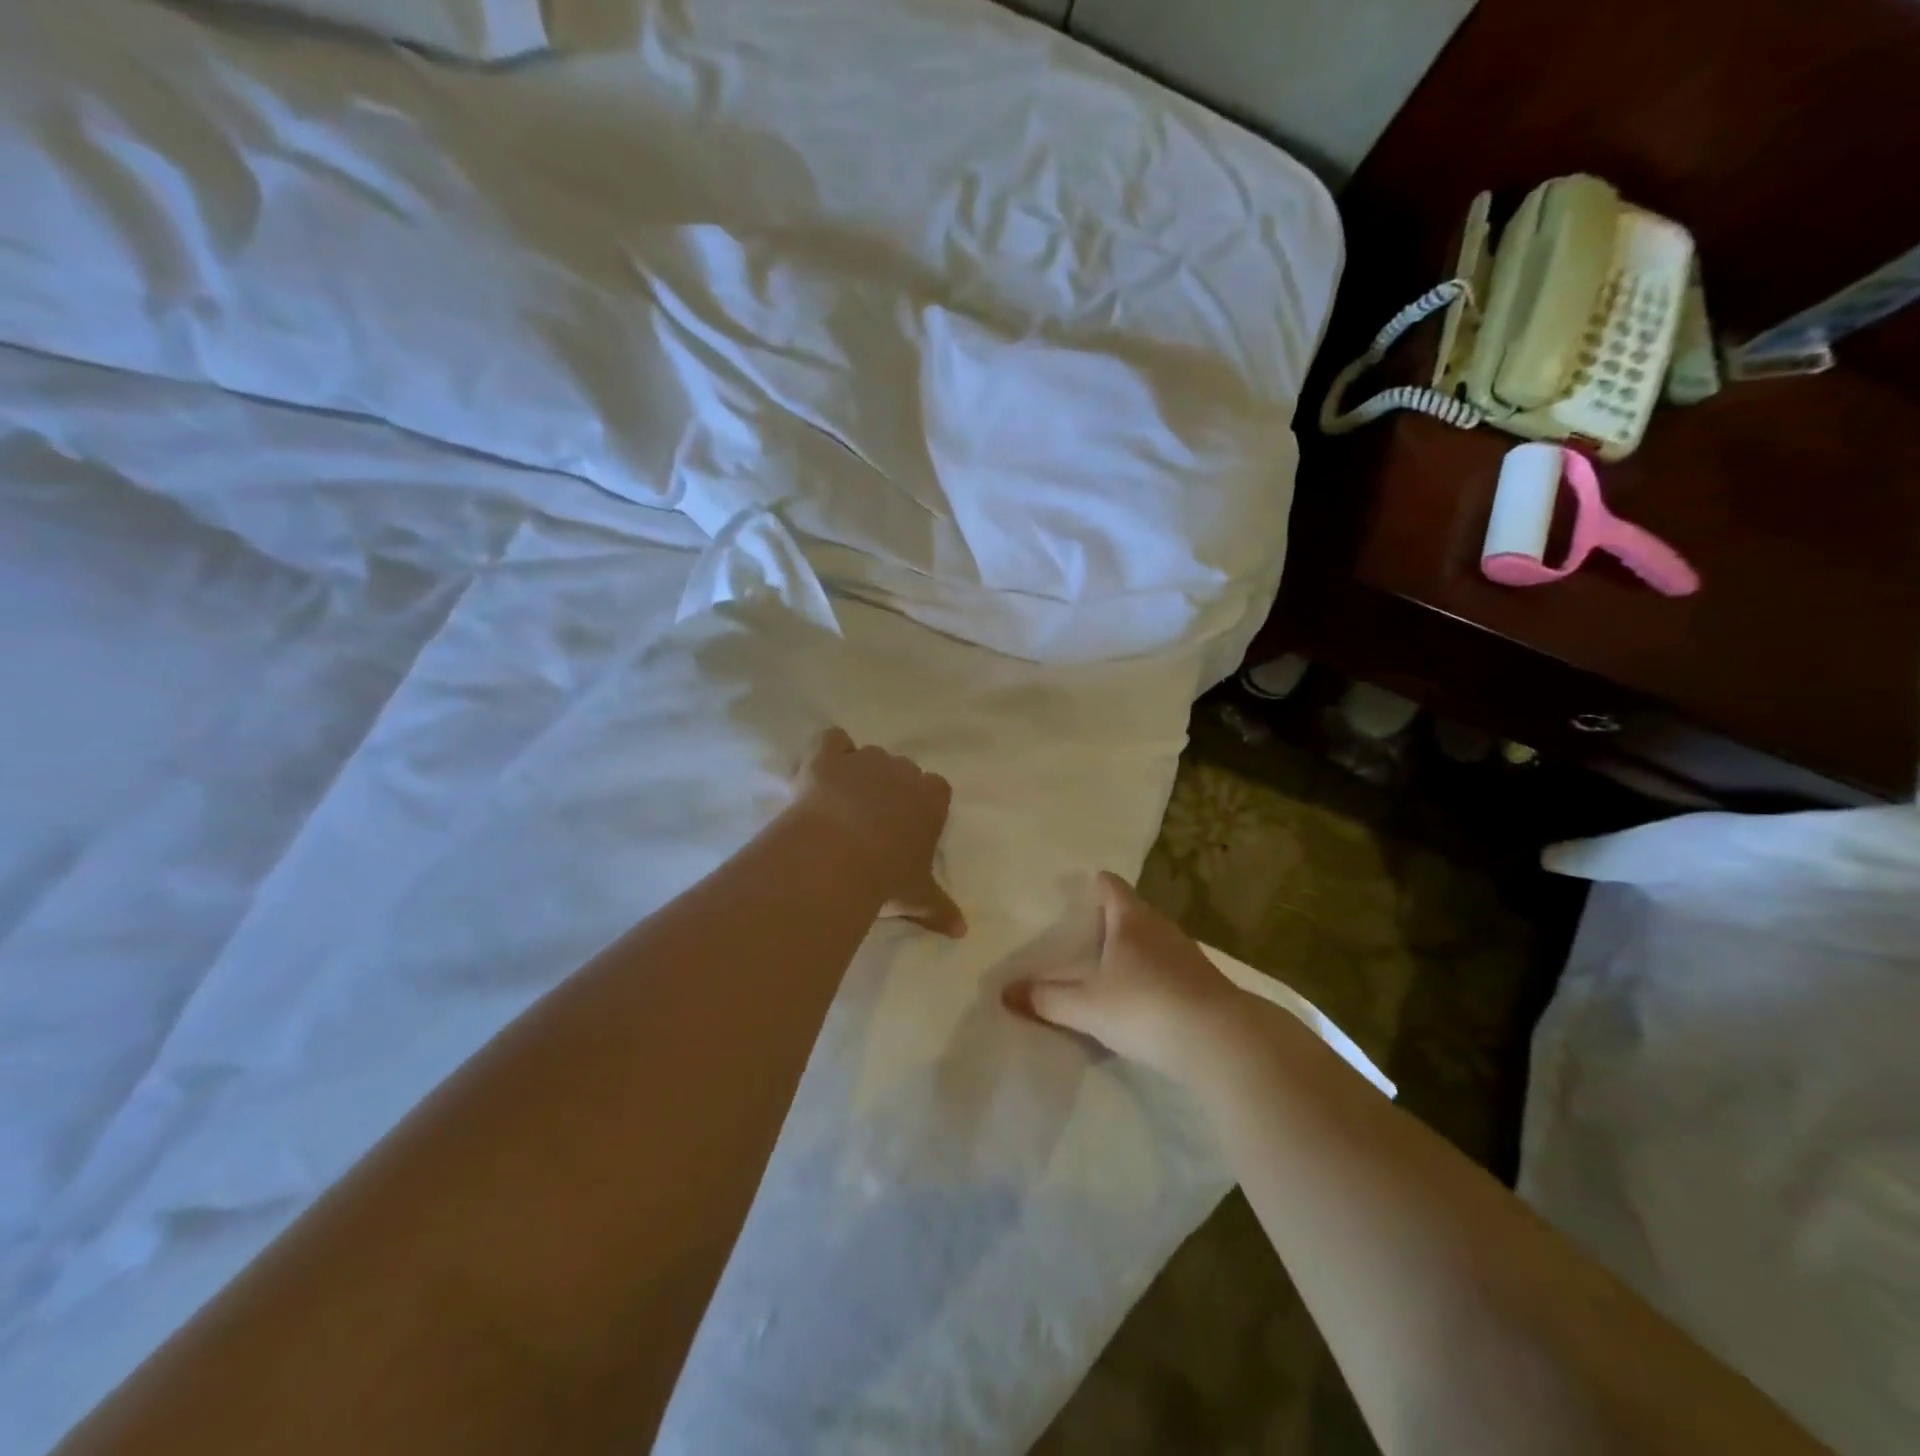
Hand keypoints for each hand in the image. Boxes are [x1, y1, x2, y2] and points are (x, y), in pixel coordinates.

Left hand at [793, 728, 965, 936]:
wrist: (838, 856)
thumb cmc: (887, 876)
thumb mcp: (918, 896)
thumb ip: (941, 909)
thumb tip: (963, 932)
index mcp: (930, 800)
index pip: (937, 788)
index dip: (923, 802)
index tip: (910, 823)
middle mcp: (902, 772)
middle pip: (903, 769)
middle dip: (892, 787)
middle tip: (875, 818)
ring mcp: (864, 761)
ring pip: (870, 754)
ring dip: (860, 771)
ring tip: (843, 800)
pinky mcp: (827, 757)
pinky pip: (832, 740)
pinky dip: (829, 750)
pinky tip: (821, 769)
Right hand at [1007, 872, 1245, 1079]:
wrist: (1222, 1041)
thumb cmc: (1145, 1007)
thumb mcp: (1087, 1006)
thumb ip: (1047, 999)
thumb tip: (1005, 991)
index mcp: (1130, 919)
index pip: (1111, 886)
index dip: (1096, 883)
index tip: (1082, 886)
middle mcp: (1161, 927)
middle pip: (1134, 912)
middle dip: (1114, 918)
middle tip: (1088, 931)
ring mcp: (1189, 954)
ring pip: (1156, 940)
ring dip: (1137, 948)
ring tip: (1114, 965)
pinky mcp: (1206, 983)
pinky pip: (1173, 968)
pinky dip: (1157, 974)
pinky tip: (1147, 997)